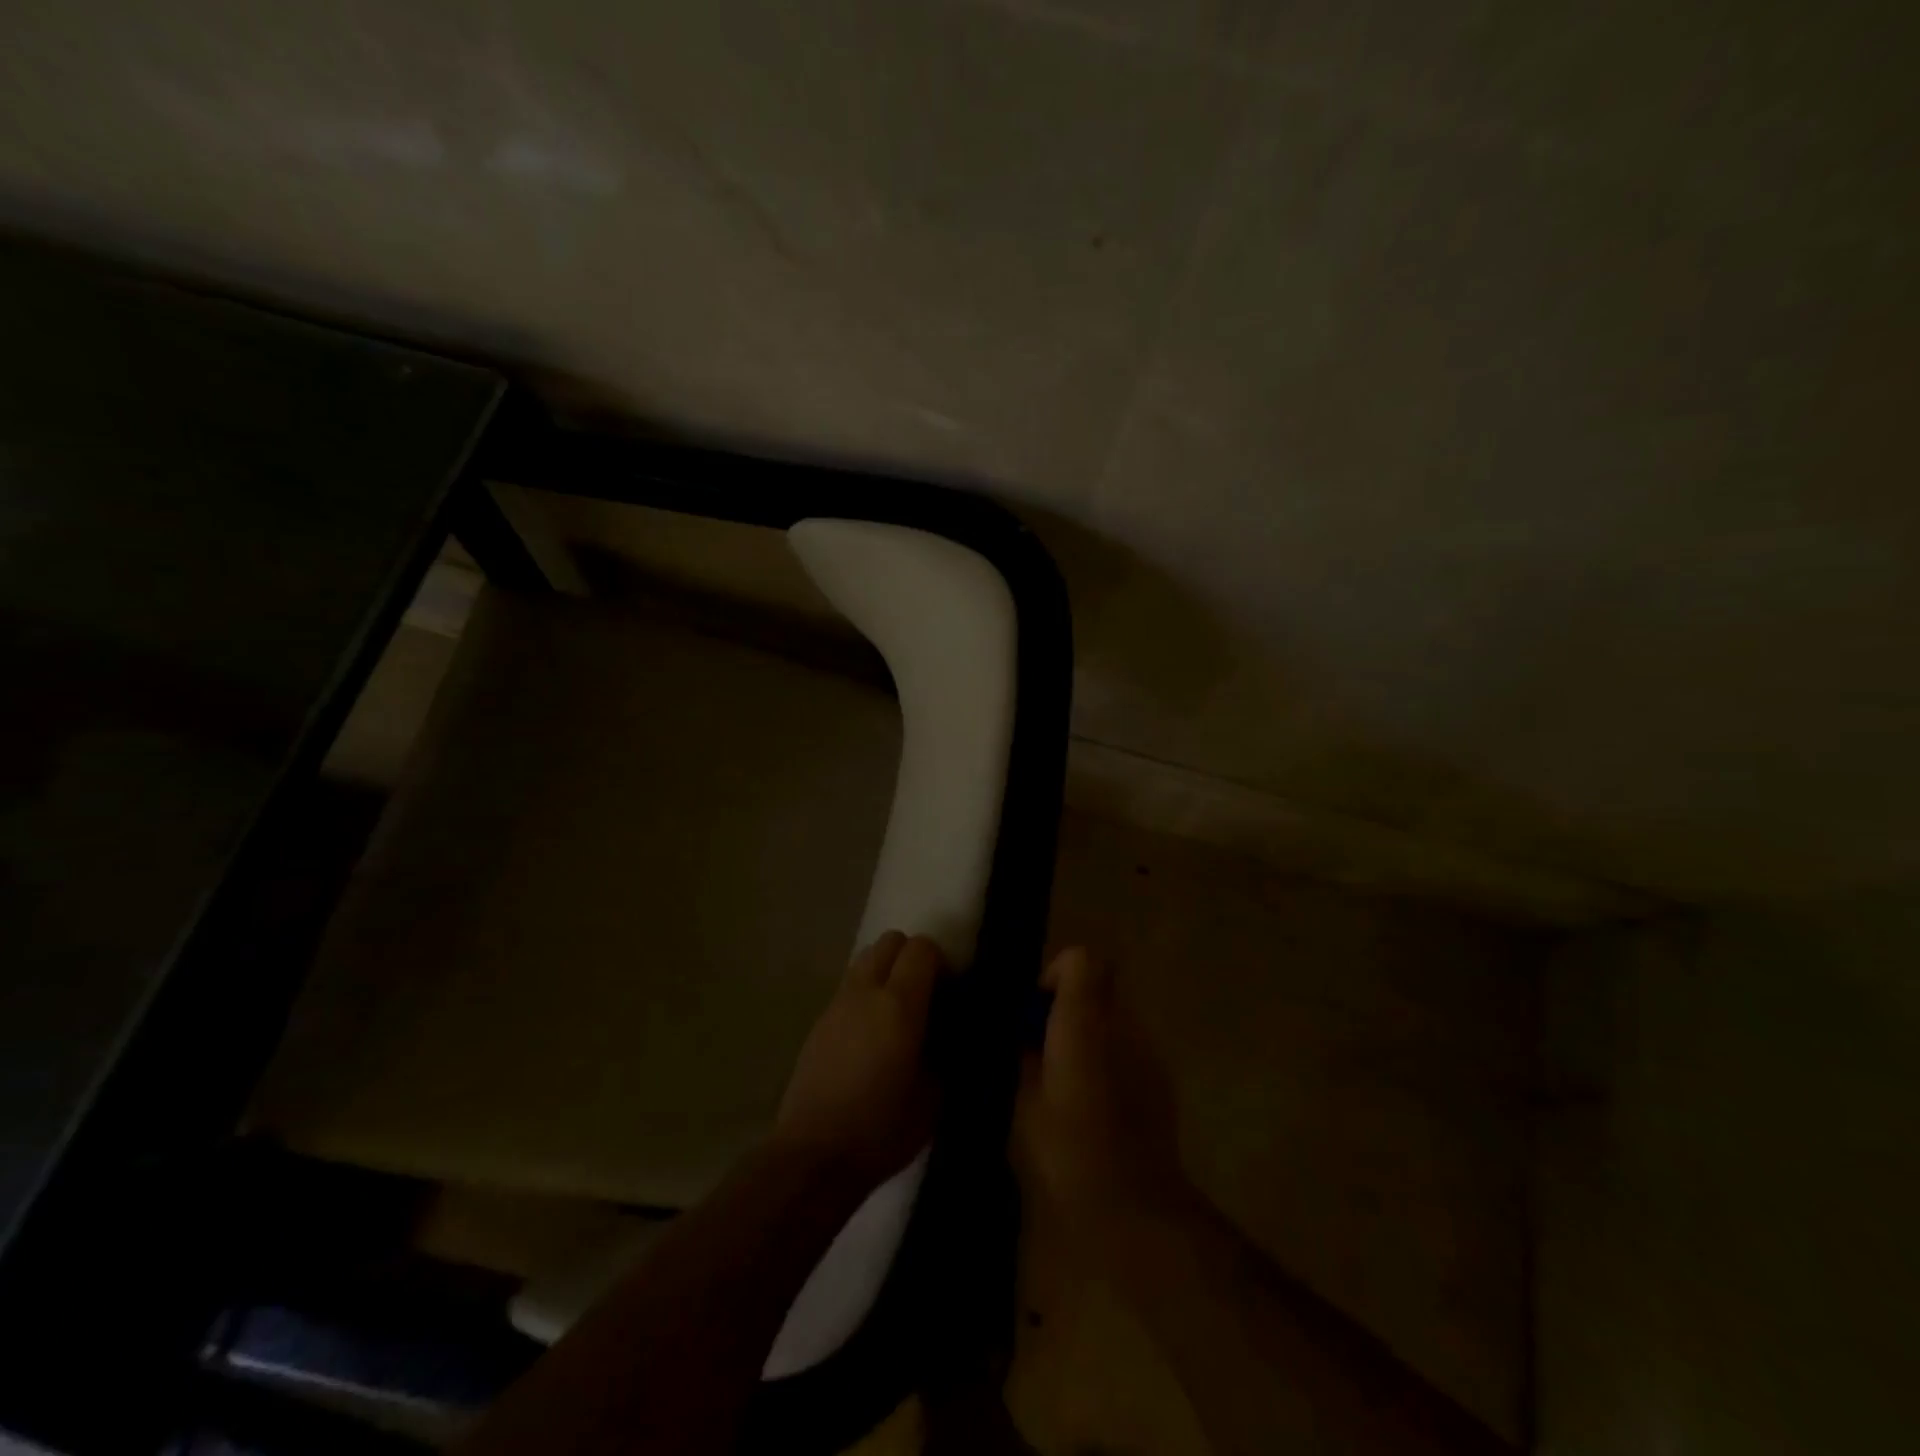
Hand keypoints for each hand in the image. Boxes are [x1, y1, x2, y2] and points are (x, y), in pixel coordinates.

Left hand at [775, 931, 945, 1190]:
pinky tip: (871, 1035)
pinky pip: (849, 988)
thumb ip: (943, 1052)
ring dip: (886, 971)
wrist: (814, 1155)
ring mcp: (837, 1003)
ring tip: (896, 1012)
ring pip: (865, 959)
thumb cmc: (881, 1129)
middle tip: (925, 994)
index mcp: (899, 1004)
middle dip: (911, 957)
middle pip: (890, 941)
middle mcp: (866, 991)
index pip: (922, 948)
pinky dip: (865, 995)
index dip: (940, 961)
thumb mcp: (934, 1097)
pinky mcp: (819, 1022)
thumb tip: (944, 1033)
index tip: (949, 990)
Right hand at [1015, 947, 1188, 1239]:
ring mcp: (1148, 1051)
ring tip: (1067, 1080)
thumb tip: (1023, 1036)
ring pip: (1113, 1018)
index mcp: (1084, 1023)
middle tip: (1043, 1048)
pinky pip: (1128, 1049)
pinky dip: (1109, 1059)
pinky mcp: (1161, 1079)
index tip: (1035, 1012)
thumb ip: (1023, 1056)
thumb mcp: (1023, 1102)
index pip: (1081, 960)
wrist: (1134, 1208)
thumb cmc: (1067, 1152)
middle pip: (1098, 987)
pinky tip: (1095, 1103)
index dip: (1056, 975)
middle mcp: (1122, 1025)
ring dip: (1089, 1034)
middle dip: (1069, 1007)